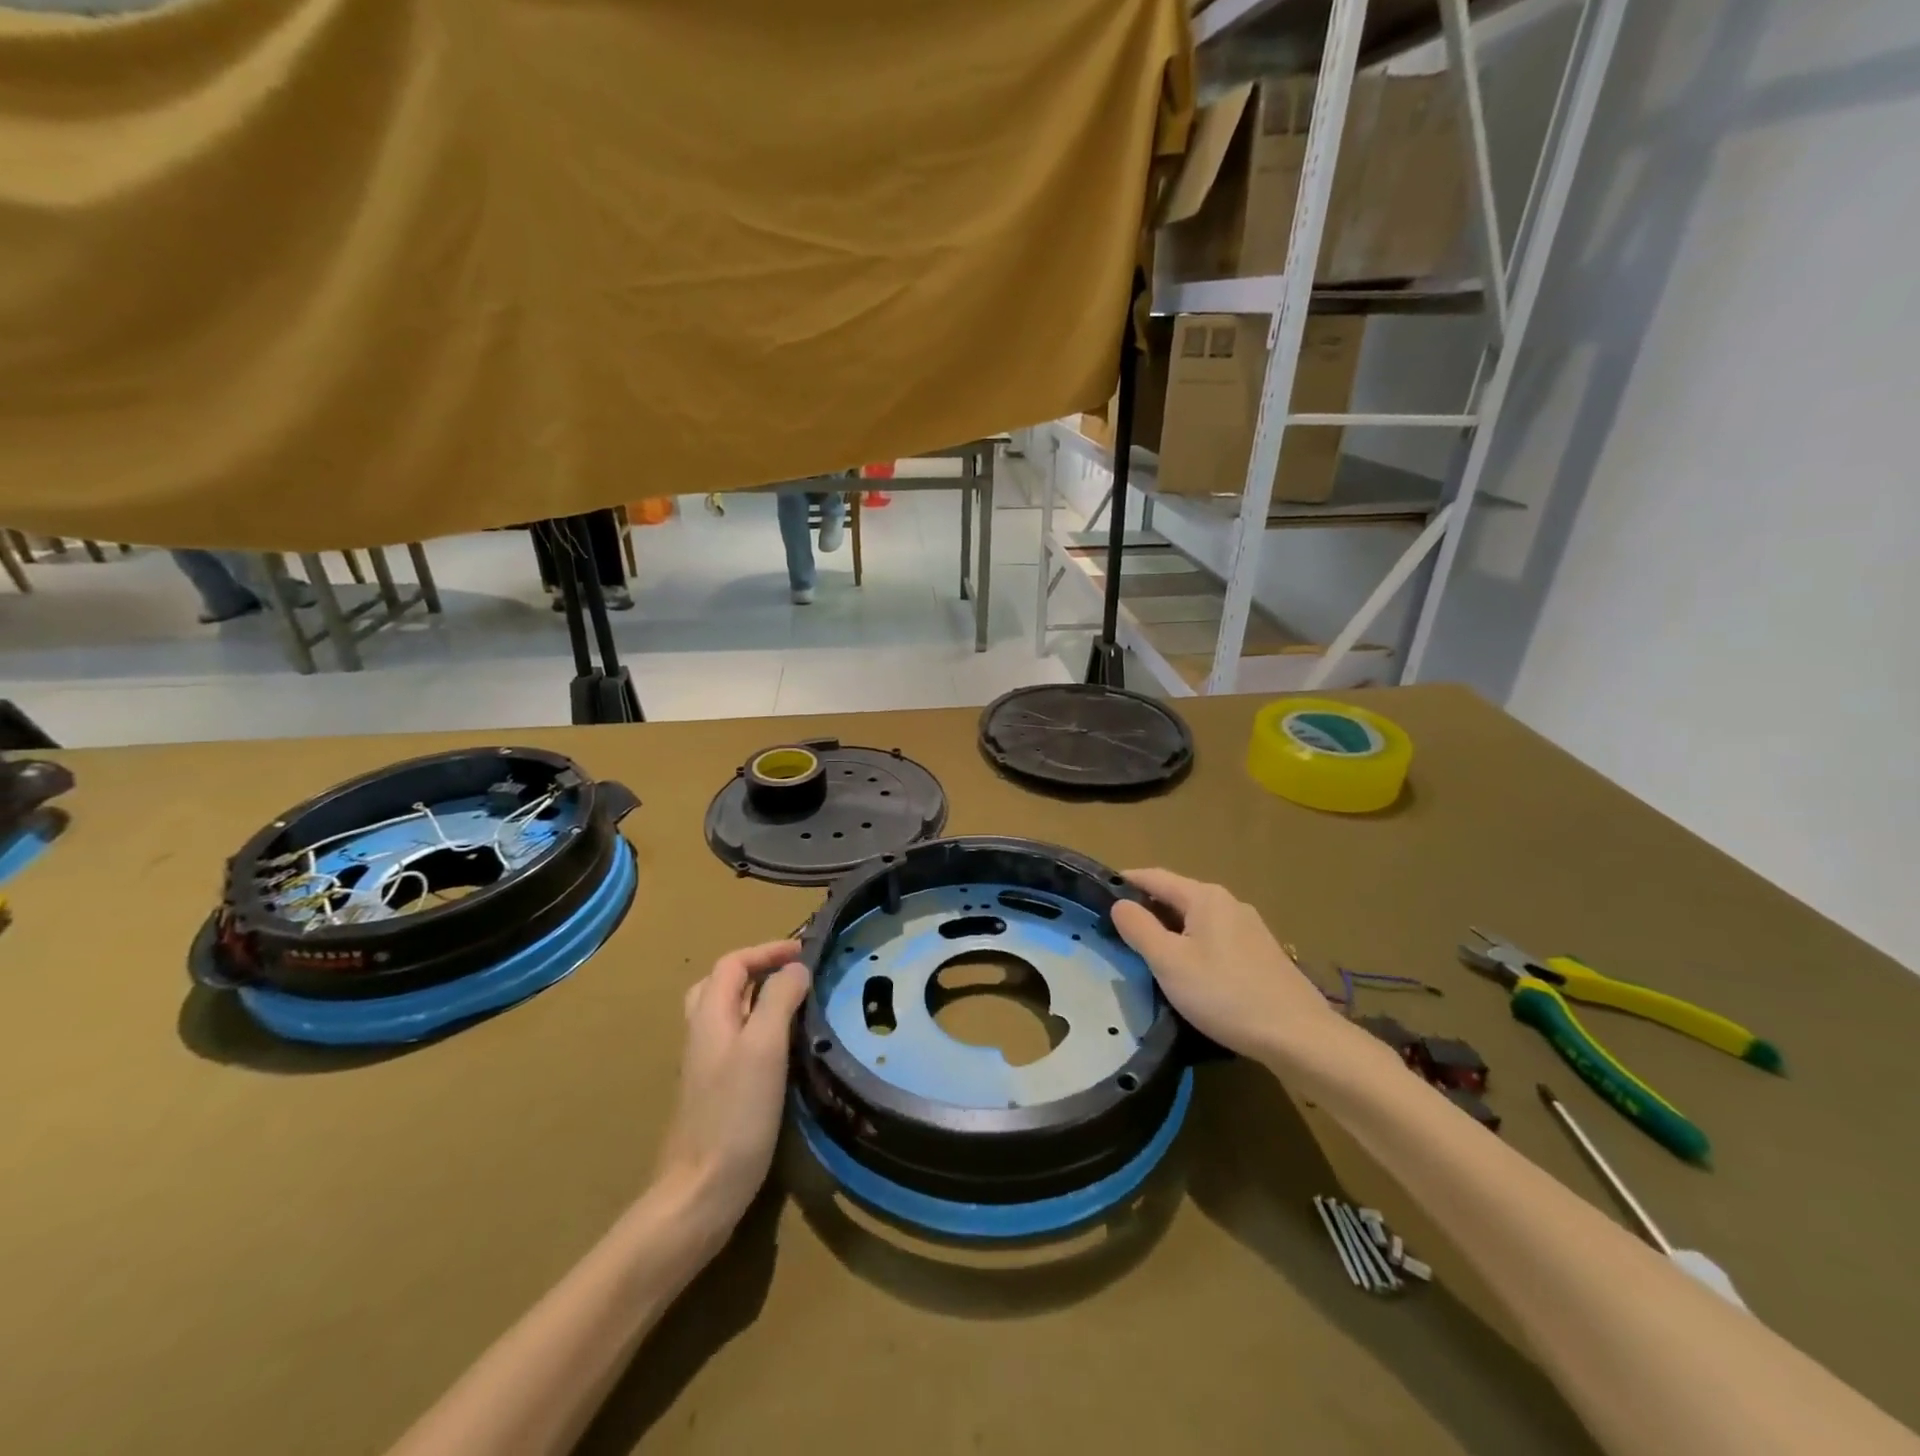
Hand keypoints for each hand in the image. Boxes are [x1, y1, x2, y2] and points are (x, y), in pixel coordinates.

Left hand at [652, 940, 810, 1241]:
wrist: (701, 1192)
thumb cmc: (735, 1114)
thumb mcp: (764, 1048)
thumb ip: (779, 1000)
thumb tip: (796, 968)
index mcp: (709, 1016)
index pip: (732, 963)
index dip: (767, 950)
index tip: (804, 951)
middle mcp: (702, 1033)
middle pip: (721, 983)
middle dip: (757, 969)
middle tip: (792, 974)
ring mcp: (705, 1064)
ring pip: (725, 1013)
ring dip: (756, 997)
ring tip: (791, 1003)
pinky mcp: (714, 1091)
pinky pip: (734, 1040)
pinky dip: (757, 1027)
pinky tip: (782, 1048)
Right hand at [1111, 869, 1342, 1065]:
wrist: (1298, 1036)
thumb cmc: (1225, 994)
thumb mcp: (1169, 962)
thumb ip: (1139, 928)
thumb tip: (1120, 904)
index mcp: (1205, 897)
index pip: (1155, 877)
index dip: (1126, 882)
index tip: (1099, 893)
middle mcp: (1229, 903)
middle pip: (1177, 897)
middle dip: (1147, 909)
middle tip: (1118, 929)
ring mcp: (1250, 927)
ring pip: (1197, 920)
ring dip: (1170, 930)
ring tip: (1148, 952)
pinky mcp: (1261, 953)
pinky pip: (1215, 938)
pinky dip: (1193, 945)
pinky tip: (1189, 972)